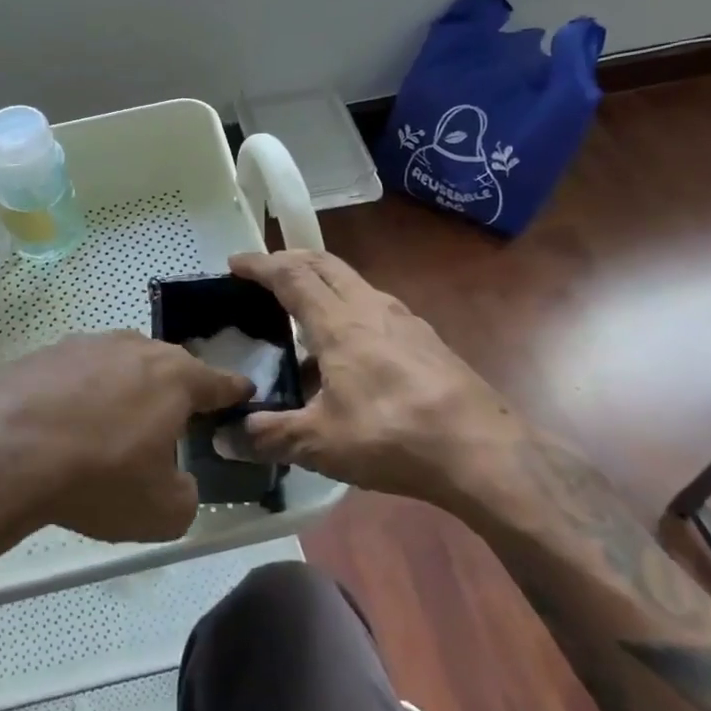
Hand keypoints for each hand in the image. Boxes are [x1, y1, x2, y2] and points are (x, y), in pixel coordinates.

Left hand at [0, 331, 251, 548]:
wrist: (3, 449)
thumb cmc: (98, 476)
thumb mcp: (162, 511)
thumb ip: (187, 495)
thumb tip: (178, 483)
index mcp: (176, 376)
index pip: (221, 381)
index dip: (235, 394)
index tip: (241, 399)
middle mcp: (135, 347)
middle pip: (169, 368)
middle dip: (174, 393)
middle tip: (168, 427)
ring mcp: (86, 344)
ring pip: (120, 366)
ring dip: (124, 392)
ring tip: (109, 431)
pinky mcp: (44, 352)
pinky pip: (77, 374)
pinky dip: (80, 396)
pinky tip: (63, 427)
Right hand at [230, 250, 529, 514]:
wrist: (483, 451)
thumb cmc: (392, 435)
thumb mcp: (320, 443)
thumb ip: (270, 436)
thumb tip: (227, 439)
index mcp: (338, 322)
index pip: (291, 275)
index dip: (260, 264)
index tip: (235, 262)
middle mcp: (370, 307)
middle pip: (324, 264)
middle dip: (290, 259)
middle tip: (265, 272)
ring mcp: (404, 320)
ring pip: (354, 282)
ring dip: (322, 282)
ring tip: (303, 311)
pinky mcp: (426, 339)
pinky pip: (376, 307)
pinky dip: (349, 308)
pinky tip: (349, 349)